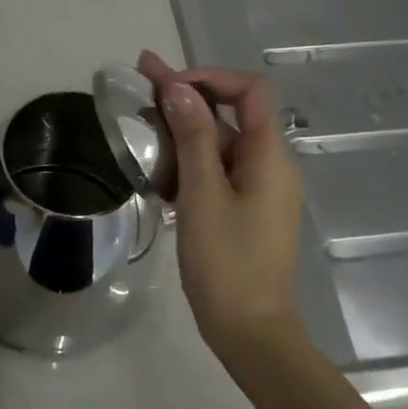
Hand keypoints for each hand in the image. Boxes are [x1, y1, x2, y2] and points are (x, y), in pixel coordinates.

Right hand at [138, 52, 307, 363]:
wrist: (250, 330)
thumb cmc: (226, 262)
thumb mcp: (203, 195)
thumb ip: (192, 137)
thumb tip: (178, 87)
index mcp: (268, 155)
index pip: (248, 91)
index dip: (208, 78)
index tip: (166, 84)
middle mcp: (268, 165)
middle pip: (227, 116)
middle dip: (184, 98)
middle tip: (139, 81)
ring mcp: (256, 190)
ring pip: (217, 146)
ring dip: (180, 133)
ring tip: (138, 125)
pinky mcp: (242, 211)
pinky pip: (215, 174)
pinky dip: (187, 165)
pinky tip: (155, 168)